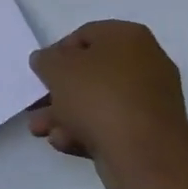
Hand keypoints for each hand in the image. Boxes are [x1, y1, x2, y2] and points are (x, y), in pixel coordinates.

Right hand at [28, 20, 187, 188]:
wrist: (143, 153)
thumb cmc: (98, 95)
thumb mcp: (56, 68)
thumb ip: (45, 60)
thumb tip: (47, 61)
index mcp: (128, 37)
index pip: (84, 35)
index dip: (57, 53)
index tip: (41, 73)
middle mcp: (146, 63)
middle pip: (91, 73)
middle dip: (59, 91)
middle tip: (36, 106)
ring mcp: (151, 100)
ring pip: (98, 102)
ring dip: (66, 115)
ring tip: (40, 131)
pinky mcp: (150, 133)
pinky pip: (112, 124)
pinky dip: (86, 130)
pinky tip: (63, 142)